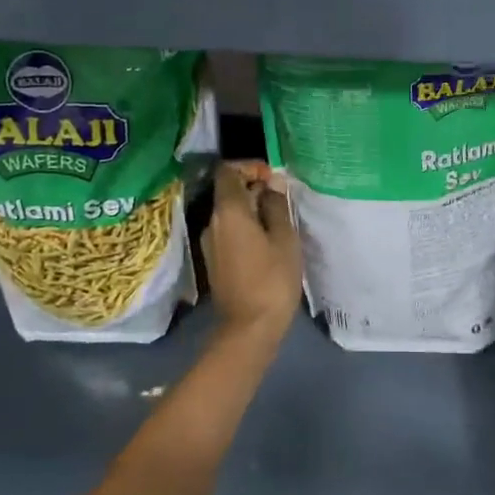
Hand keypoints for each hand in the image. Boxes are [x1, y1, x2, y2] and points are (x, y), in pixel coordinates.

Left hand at [202, 161, 302, 347]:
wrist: (249, 328)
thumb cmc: (272, 279)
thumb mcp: (284, 238)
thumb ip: (276, 206)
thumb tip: (272, 184)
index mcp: (227, 212)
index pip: (227, 171)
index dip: (249, 167)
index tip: (273, 178)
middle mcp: (212, 222)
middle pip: (228, 191)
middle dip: (254, 188)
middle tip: (283, 199)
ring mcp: (210, 243)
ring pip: (229, 213)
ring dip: (251, 209)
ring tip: (279, 221)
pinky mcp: (214, 260)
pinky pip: (228, 231)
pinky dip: (246, 227)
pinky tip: (268, 241)